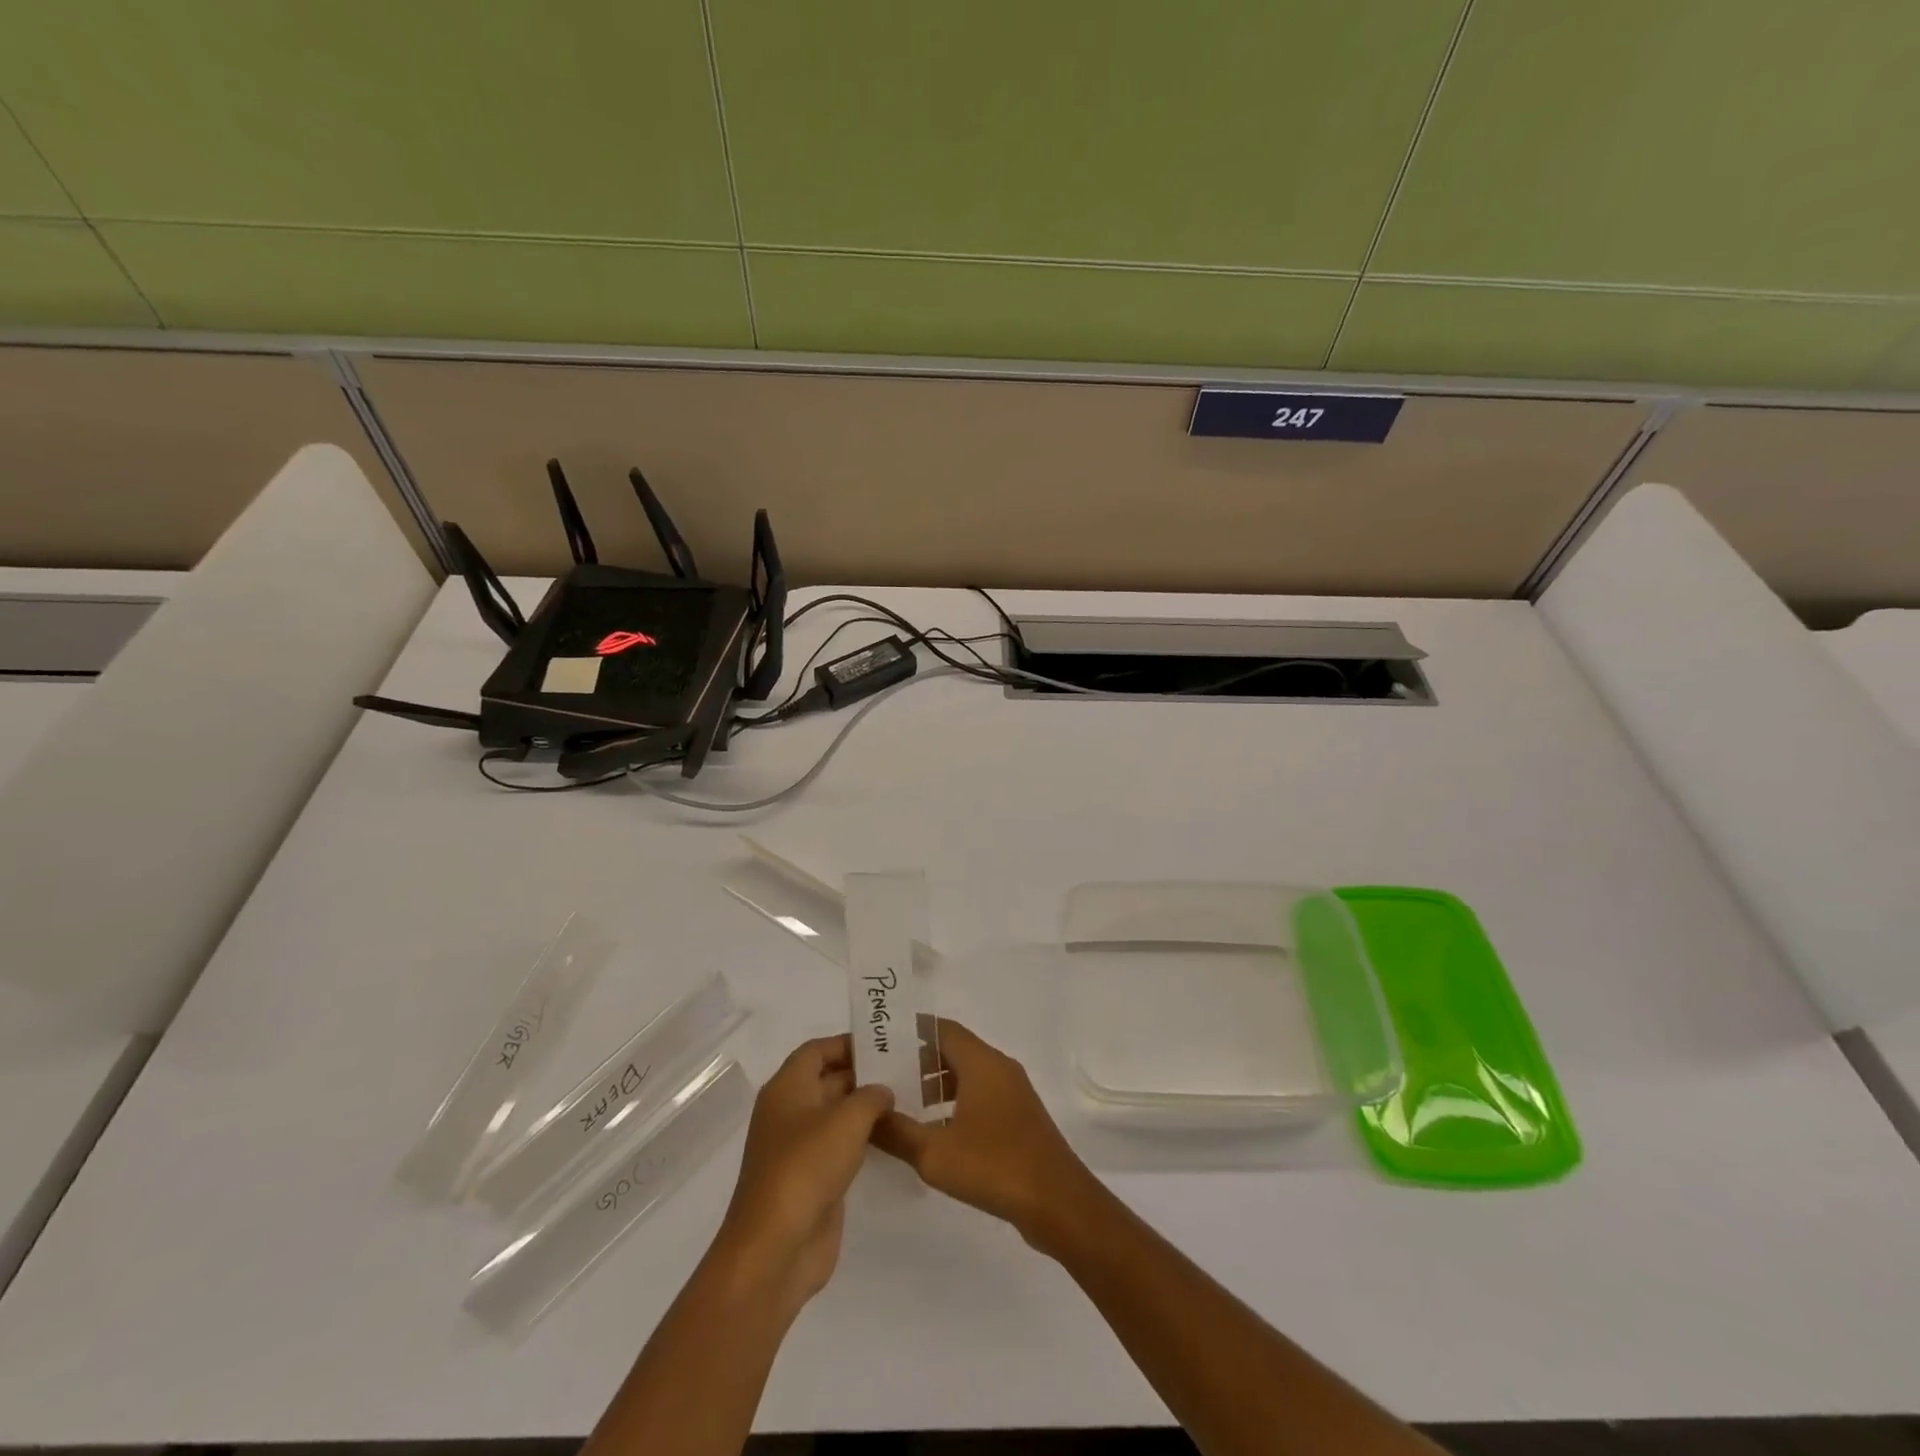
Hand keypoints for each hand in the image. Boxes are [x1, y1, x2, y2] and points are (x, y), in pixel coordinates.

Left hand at [713, 1034, 893, 1314]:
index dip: (848, 1043)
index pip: (817, 1050)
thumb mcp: (847, 1119)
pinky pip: (839, 1147)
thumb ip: (871, 1096)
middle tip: (907, 1070)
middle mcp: (789, 1112)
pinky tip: (893, 1137)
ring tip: (907, 1099)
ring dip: (866, 1109)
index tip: (885, 1044)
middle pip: (827, 1080)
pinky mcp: (811, 1180)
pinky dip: (863, 1139)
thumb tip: (881, 1091)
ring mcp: (798, 1148)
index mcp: (787, 1088)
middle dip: (863, 1074)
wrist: (775, 1249)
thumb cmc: (807, 1167)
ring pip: (836, 1115)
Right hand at [871, 1019, 1096, 1253]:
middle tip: (882, 1075)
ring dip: (936, 1082)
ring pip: (967, 1073)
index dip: (910, 1031)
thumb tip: (867, 1114)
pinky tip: (934, 1130)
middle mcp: (998, 1067)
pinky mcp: (1018, 1117)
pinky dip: (954, 1101)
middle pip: (953, 1049)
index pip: (941, 1028)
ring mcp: (1012, 1092)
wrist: (1058, 1203)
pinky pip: (980, 1094)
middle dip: (918, 1059)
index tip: (879, 1041)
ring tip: (902, 1102)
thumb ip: (896, 1132)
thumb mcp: (934, 1153)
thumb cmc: (994, 1166)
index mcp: (981, 1062)